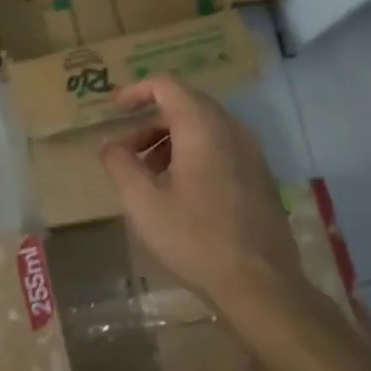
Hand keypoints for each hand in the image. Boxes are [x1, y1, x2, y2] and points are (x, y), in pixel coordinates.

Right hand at [98, 75, 313, 313]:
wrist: (260, 284)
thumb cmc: (194, 239)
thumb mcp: (142, 203)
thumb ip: (120, 165)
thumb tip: (109, 145)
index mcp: (202, 128)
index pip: (167, 86)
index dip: (136, 91)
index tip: (114, 109)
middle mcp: (231, 130)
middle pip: (186, 105)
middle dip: (150, 121)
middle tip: (125, 150)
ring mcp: (251, 153)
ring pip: (205, 128)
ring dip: (170, 140)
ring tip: (147, 174)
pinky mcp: (260, 177)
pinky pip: (221, 148)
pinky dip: (193, 154)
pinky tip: (179, 191)